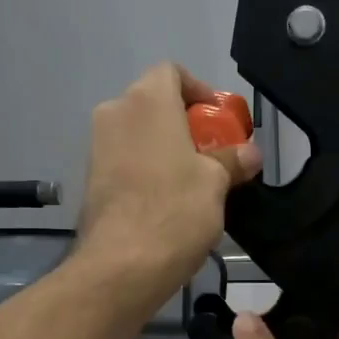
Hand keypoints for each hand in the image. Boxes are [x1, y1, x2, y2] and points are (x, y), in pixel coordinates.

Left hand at [76, 64, 261, 301]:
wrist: (121, 266)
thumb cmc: (175, 210)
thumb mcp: (215, 183)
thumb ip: (232, 160)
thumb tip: (250, 153)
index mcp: (147, 101)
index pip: (171, 72)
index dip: (198, 90)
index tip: (216, 120)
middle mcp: (115, 113)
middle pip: (153, 103)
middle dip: (182, 122)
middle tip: (210, 152)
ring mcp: (96, 147)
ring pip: (136, 133)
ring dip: (163, 147)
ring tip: (191, 180)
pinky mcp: (89, 179)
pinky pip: (123, 159)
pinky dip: (144, 168)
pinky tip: (164, 200)